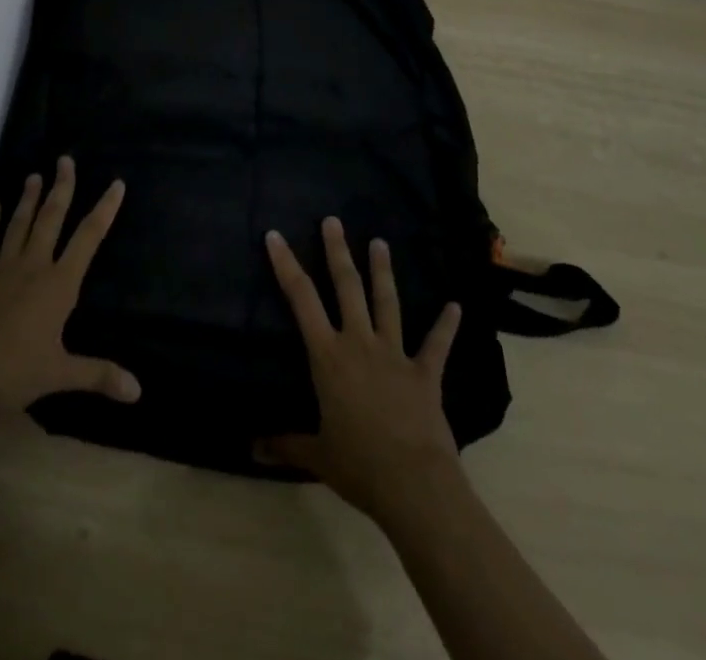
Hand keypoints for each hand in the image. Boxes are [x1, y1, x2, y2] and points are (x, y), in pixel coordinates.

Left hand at [0, 156, 139, 412]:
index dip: (104, 210)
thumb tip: (138, 390)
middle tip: (65, 159)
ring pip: (19, 223)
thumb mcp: (61, 374)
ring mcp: (2, 267)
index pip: (88, 238)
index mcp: (59, 284)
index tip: (116, 184)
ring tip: (35, 175)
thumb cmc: (14, 373)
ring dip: (28, 198)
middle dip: (62, 188)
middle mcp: (33, 265)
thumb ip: (99, 375)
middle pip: (51, 218)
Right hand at [259, 216, 463, 522]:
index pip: (301, 299)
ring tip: (380, 242)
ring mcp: (395, 354)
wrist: (414, 485)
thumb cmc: (358, 465)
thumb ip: (284, 445)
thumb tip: (251, 449)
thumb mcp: (316, 455)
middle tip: (333, 220)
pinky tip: (455, 306)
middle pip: (346, 287)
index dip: (286, 265)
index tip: (275, 236)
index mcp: (328, 356)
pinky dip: (446, 325)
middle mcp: (359, 343)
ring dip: (383, 271)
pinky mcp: (425, 373)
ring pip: (387, 303)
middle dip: (337, 251)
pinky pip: (436, 344)